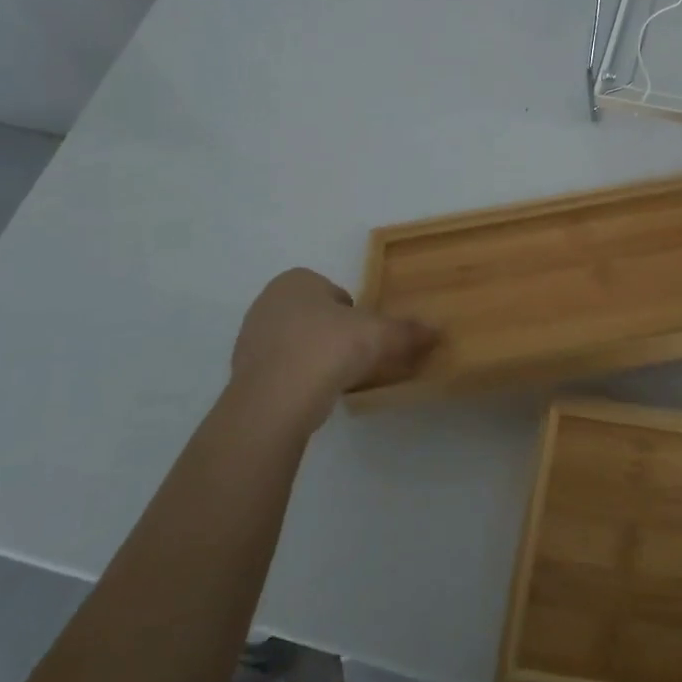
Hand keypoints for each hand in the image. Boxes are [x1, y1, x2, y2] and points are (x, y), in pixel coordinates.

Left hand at [229, 269, 437, 428]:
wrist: (275, 400)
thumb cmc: (328, 348)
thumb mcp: (380, 335)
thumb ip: (408, 331)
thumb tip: (437, 331)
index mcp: (296, 280)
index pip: (335, 292)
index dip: (355, 313)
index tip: (367, 335)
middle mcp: (268, 301)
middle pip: (316, 315)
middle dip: (335, 333)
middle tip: (357, 356)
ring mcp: (251, 337)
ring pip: (297, 342)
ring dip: (317, 355)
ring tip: (338, 378)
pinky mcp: (244, 372)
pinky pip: (282, 368)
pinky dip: (299, 377)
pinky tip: (315, 393)